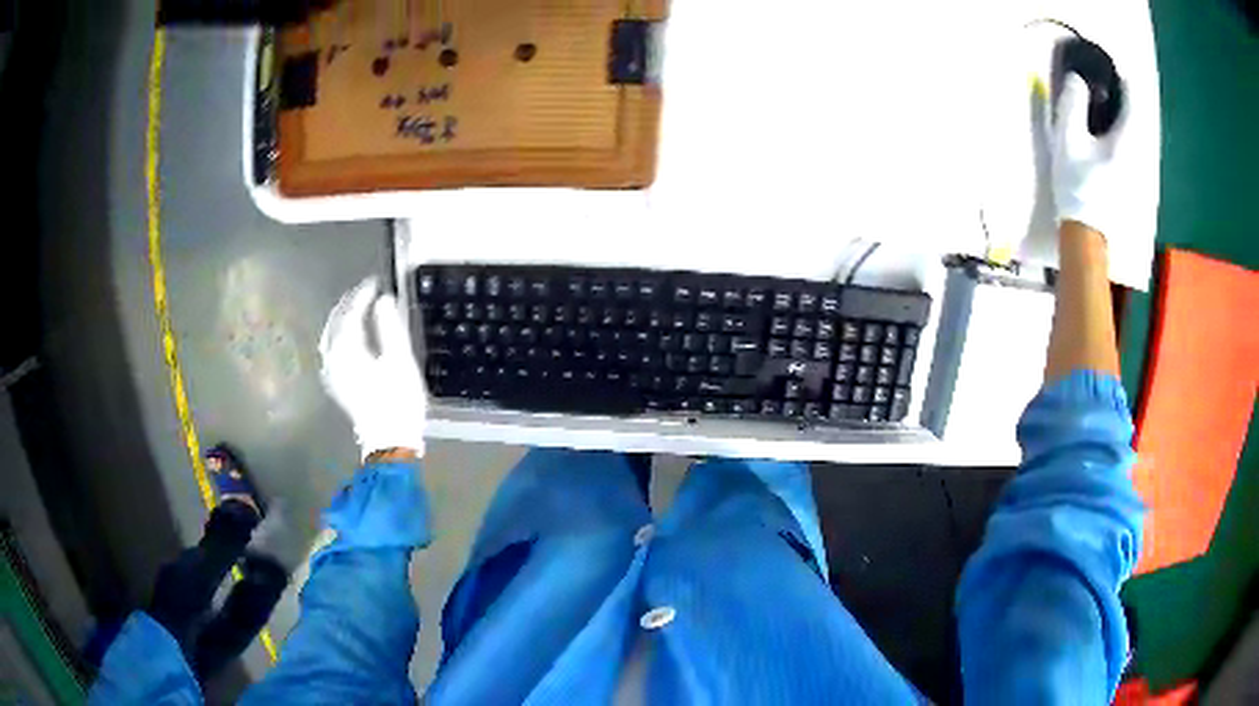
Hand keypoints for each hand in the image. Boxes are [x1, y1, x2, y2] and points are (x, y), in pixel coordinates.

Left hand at [319, 277, 427, 458]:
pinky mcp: (338, 385)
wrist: (390, 440)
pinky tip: (348, 339)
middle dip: (349, 305)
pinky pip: (332, 351)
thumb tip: (383, 300)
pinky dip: (339, 337)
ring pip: (331, 337)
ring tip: (355, 309)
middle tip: (365, 292)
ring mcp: (333, 373)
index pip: (351, 313)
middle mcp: (333, 358)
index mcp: (347, 349)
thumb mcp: (400, 360)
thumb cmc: (398, 400)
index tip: (375, 282)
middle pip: (336, 323)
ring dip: (342, 320)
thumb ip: (389, 326)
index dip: (363, 295)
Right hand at [1048, 73, 1128, 240]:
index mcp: (1127, 138)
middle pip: (1139, 114)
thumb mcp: (1067, 140)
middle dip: (1125, 96)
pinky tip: (1114, 135)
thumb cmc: (1078, 186)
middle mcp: (1141, 152)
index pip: (1134, 97)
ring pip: (1139, 131)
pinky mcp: (1138, 182)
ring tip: (1110, 106)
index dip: (1123, 77)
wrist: (1089, 236)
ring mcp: (1142, 169)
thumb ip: (1072, 104)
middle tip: (1108, 84)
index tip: (1110, 67)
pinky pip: (1137, 147)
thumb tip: (1077, 79)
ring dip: (1126, 116)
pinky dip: (1127, 133)